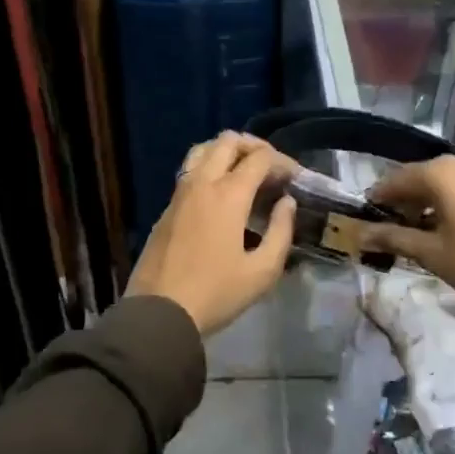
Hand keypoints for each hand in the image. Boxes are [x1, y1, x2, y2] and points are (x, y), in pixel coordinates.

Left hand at [126, 132, 297, 337]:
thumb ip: (281, 232)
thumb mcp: (261, 272)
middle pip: (228, 141)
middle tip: (271, 166)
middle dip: (254, 146)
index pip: (260, 158)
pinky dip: (210, 166)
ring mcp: (180, 192)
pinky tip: (220, 191)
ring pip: (203, 149)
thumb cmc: (215, 293)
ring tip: (245, 169)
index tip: (295, 176)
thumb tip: (286, 203)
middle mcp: (202, 183)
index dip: (282, 161)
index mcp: (228, 195)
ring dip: (227, 150)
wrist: (159, 312)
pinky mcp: (167, 207)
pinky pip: (190, 170)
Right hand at [358, 155, 454, 310]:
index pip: (396, 179)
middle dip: (403, 200)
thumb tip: (360, 235)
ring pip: (443, 182)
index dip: (379, 198)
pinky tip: (446, 228)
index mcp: (440, 173)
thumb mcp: (431, 253)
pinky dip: (448, 202)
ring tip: (417, 231)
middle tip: (390, 227)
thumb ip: (393, 238)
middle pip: (420, 177)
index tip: (366, 217)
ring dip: (426, 202)